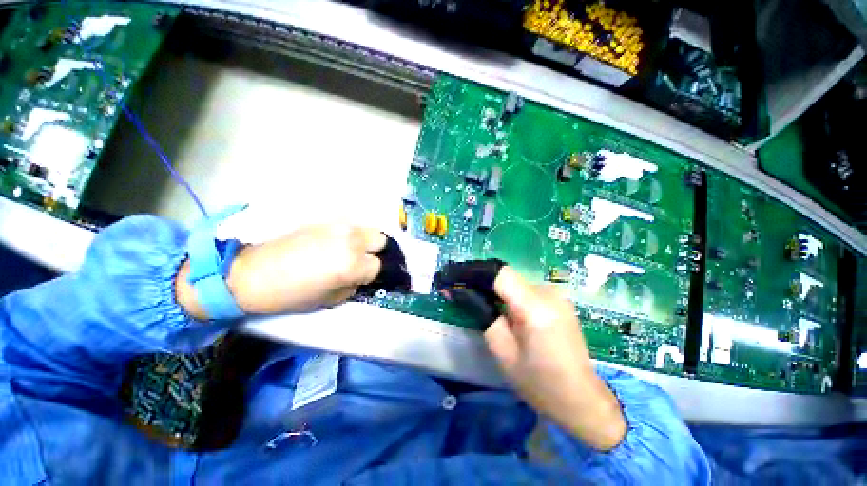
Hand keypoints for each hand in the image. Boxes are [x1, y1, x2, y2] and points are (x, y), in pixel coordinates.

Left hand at [177, 225, 385, 318]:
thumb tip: (361, 276)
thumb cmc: (291, 293)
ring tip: (347, 251)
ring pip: (366, 229)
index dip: (370, 275)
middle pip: (380, 239)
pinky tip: (333, 242)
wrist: (253, 271)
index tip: (359, 278)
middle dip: (374, 251)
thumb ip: (354, 285)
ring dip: (362, 241)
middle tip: (360, 260)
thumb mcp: (330, 299)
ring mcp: (338, 225)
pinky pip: (348, 225)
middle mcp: (351, 239)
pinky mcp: (325, 218)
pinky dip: (349, 234)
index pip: (378, 266)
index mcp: (352, 263)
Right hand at [484, 267, 626, 450]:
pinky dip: (517, 299)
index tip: (462, 282)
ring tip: (501, 318)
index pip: (502, 274)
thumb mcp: (503, 352)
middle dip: (490, 289)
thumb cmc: (539, 382)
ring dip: (504, 295)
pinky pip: (529, 291)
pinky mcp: (561, 301)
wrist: (581, 398)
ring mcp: (559, 296)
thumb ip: (487, 317)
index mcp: (536, 308)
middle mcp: (550, 294)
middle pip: (509, 278)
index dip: (479, 274)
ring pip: (518, 284)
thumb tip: (471, 295)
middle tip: (477, 305)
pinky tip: (517, 319)